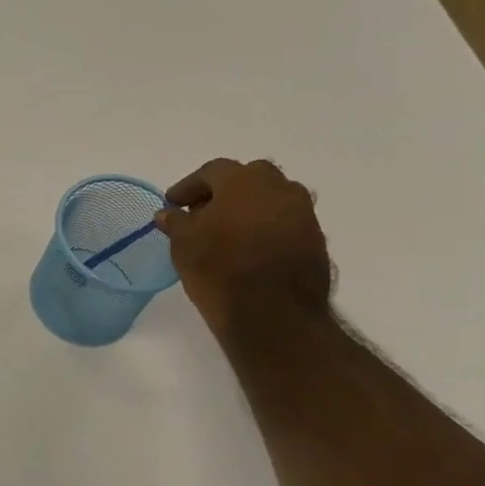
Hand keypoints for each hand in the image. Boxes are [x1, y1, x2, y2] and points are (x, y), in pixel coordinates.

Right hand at [154, 158, 333, 339]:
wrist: (274, 314)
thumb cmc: (219, 269)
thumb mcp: (183, 244)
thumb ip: (175, 222)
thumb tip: (168, 213)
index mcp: (244, 181)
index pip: (212, 171)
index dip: (189, 186)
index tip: (173, 203)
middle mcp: (280, 188)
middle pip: (249, 178)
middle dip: (224, 191)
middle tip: (203, 212)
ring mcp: (303, 213)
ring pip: (272, 199)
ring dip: (249, 208)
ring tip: (228, 232)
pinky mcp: (316, 240)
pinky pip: (286, 222)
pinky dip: (267, 227)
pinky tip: (250, 248)